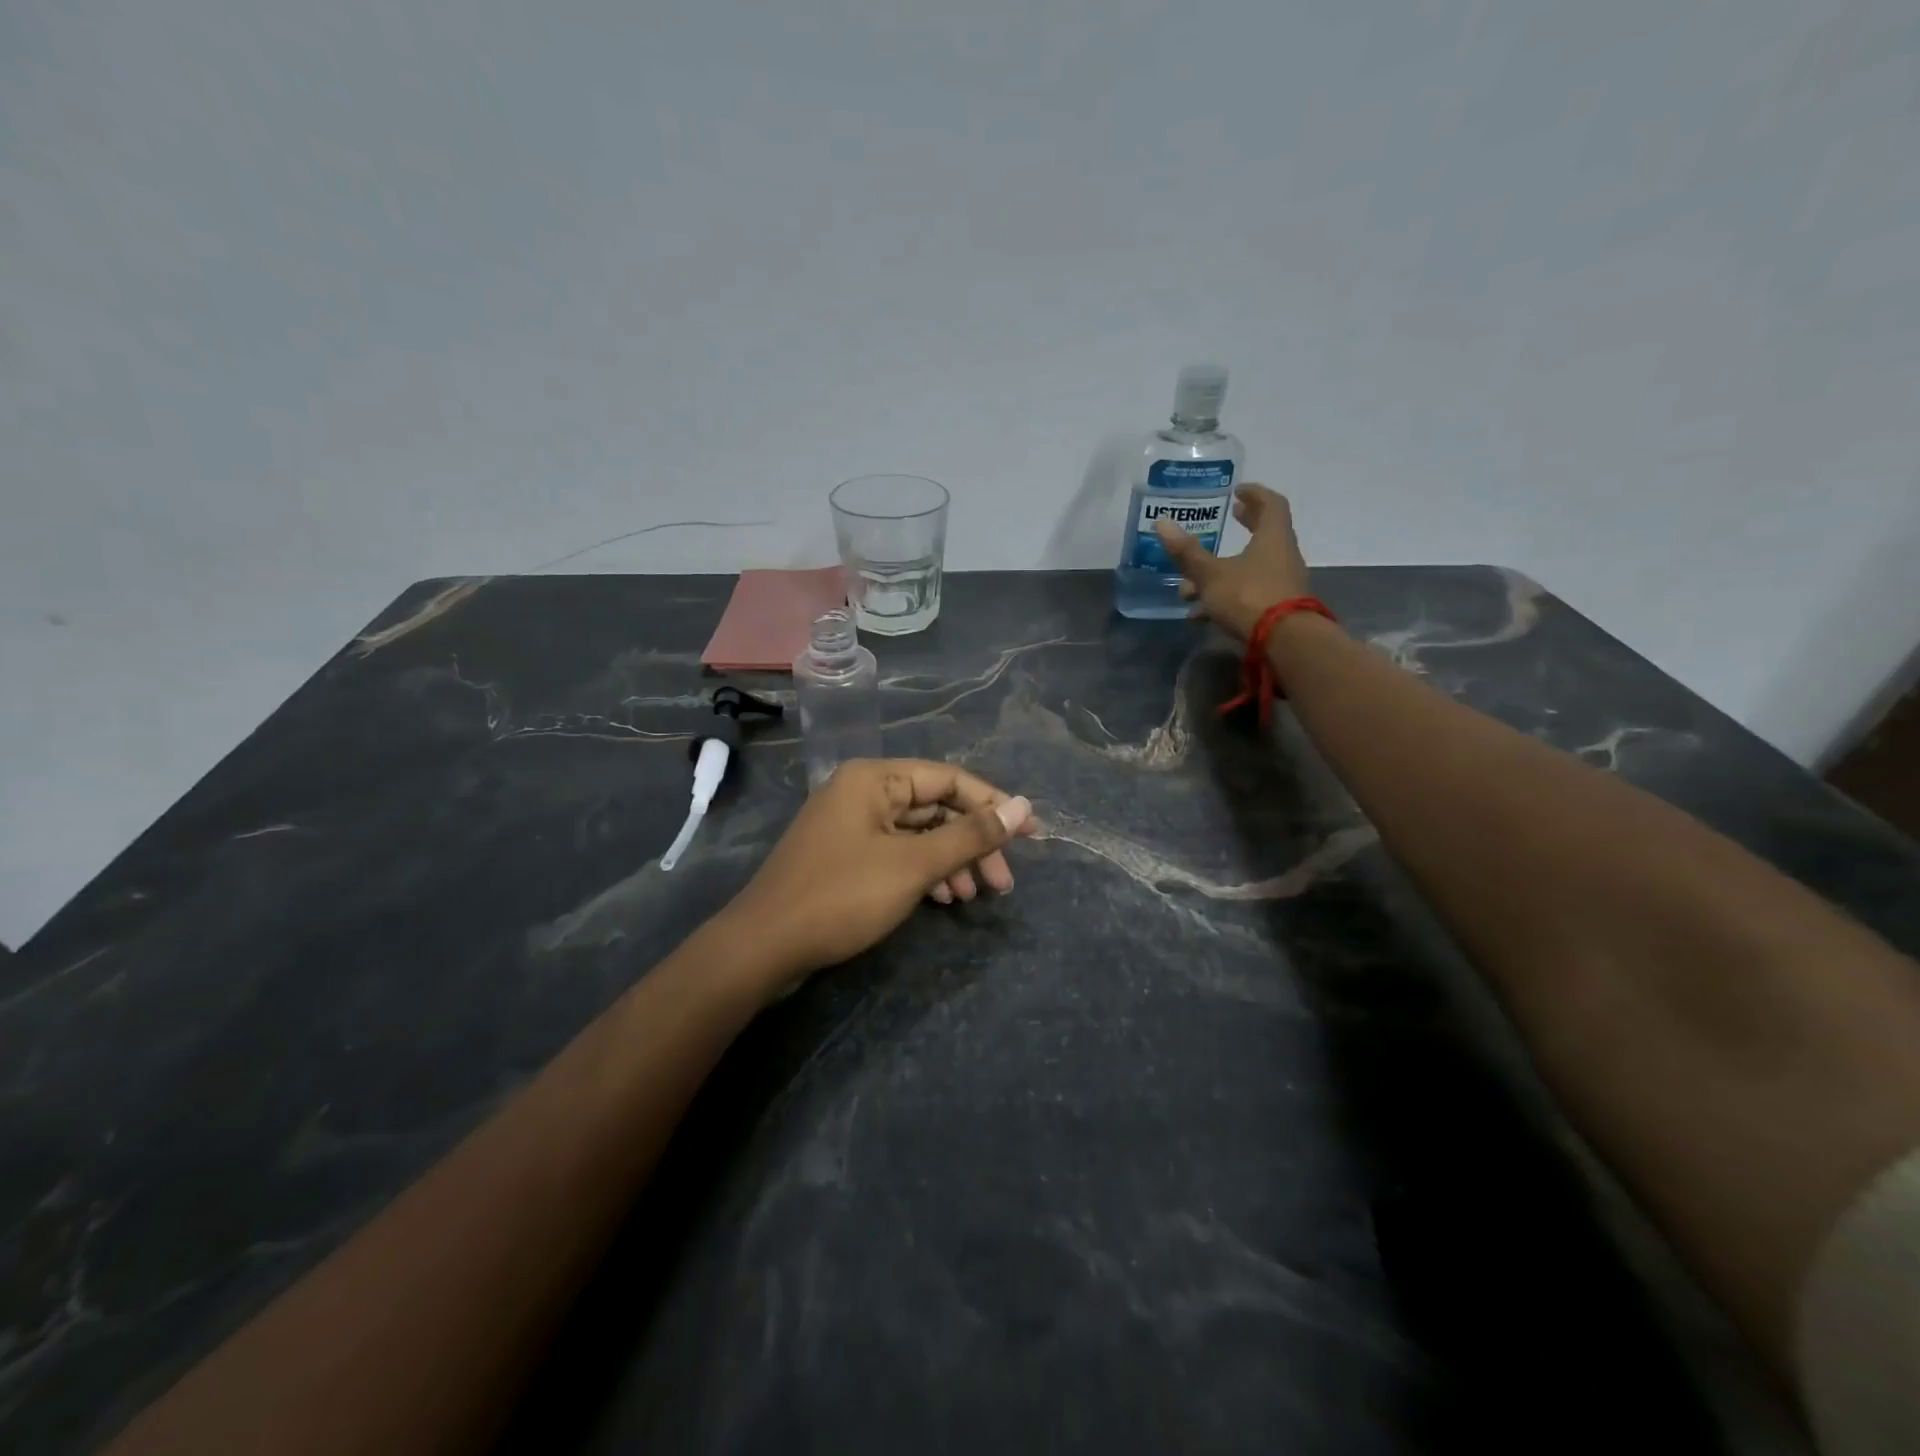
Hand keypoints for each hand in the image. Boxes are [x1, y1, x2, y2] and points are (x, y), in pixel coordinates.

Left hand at [723, 759, 1035, 994]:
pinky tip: (944, 900)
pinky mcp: (846, 857)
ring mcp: (852, 826)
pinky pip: (897, 854)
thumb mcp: (914, 865)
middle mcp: (863, 792)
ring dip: (952, 862)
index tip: (1032, 834)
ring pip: (918, 835)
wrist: (764, 946)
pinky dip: (924, 873)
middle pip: (935, 808)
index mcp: (875, 779)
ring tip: (978, 896)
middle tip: (1004, 882)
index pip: (949, 779)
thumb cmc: (842, 896)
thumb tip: (1023, 807)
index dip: (994, 805)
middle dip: (973, 843)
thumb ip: (970, 835)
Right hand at [1154, 485, 1309, 641]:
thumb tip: (1162, 523)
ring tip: (1189, 586)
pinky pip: (1248, 594)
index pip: (1271, 504)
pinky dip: (1225, 597)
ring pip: (1250, 569)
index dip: (1255, 494)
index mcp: (1272, 538)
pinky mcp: (1277, 609)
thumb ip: (1187, 552)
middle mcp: (1282, 556)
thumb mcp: (1211, 574)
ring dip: (1222, 571)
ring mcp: (1282, 584)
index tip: (1238, 491)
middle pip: (1264, 534)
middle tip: (1230, 518)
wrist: (1284, 642)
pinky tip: (1199, 614)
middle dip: (1244, 527)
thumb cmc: (1248, 596)